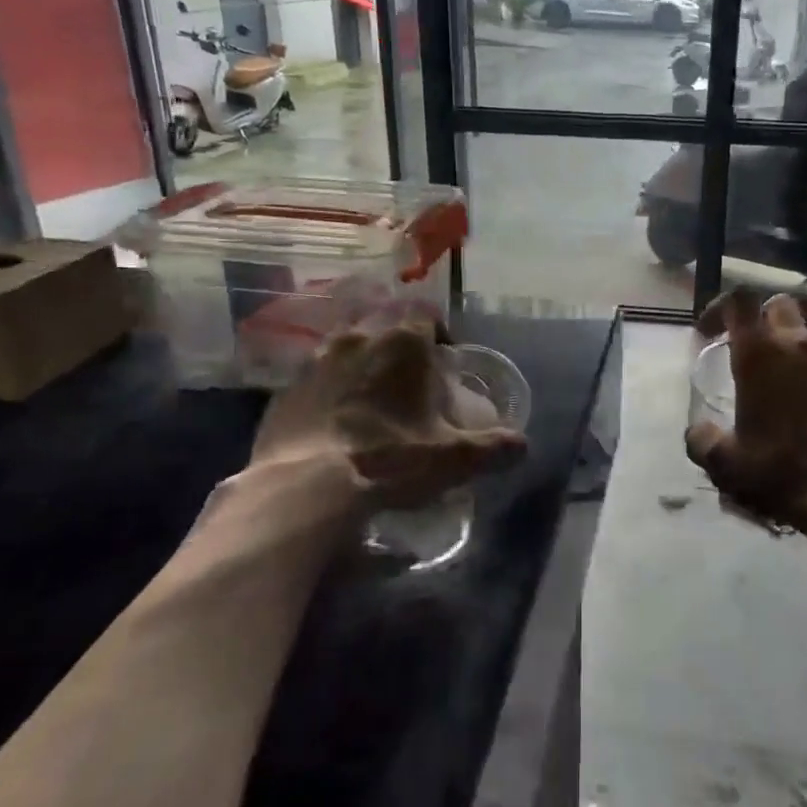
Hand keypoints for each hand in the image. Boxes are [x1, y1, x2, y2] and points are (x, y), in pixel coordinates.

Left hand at [246, 320, 526, 516]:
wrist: (305, 489)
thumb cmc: (390, 460)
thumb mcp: (455, 459)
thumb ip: (495, 447)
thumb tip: (523, 445)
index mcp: (402, 342)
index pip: (427, 316)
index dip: (440, 336)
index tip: (445, 363)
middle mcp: (357, 339)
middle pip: (384, 328)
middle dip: (399, 349)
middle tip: (409, 384)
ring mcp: (315, 362)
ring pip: (346, 350)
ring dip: (361, 367)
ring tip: (371, 403)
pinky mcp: (284, 391)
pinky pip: (315, 381)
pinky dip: (328, 394)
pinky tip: (334, 426)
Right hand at [685, 292, 806, 534]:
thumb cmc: (780, 470)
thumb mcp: (725, 463)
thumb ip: (703, 441)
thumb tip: (698, 432)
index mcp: (760, 353)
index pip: (739, 301)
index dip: (721, 308)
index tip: (709, 332)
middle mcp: (801, 347)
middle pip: (780, 307)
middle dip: (762, 320)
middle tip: (751, 352)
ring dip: (794, 356)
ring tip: (785, 394)